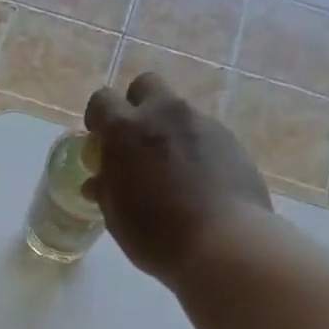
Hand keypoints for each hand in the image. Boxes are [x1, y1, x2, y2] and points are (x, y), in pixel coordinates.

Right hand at [84, 71, 272, 280]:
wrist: (223, 243)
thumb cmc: (155, 234)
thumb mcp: (116, 216)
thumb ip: (106, 189)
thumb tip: (98, 181)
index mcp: (126, 130)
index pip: (102, 100)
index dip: (97, 118)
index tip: (99, 140)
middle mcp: (164, 114)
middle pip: (145, 85)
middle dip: (136, 105)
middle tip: (135, 142)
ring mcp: (202, 123)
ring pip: (178, 111)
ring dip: (168, 130)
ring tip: (170, 170)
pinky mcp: (231, 139)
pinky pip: (204, 133)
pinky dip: (195, 148)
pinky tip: (197, 181)